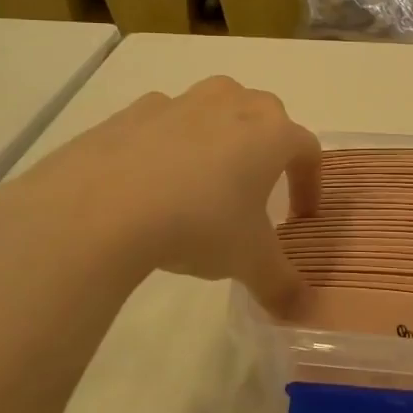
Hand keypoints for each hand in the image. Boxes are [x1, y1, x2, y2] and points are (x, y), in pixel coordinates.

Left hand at [0, 78, 320, 312]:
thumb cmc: (198, 225)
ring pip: (216, 104)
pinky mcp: (135, 111)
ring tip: (207, 174)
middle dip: (269, 144)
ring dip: (221, 131)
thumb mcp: (248, 262)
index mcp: (271, 134)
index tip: (301, 215)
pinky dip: (170, 139)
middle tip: (258, 185)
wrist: (102, 207)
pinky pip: (166, 118)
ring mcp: (182, 102)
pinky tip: (155, 176)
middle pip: (265, 112)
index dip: (310, 182)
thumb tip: (300, 310)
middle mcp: (232, 105)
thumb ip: (281, 285)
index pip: (307, 149)